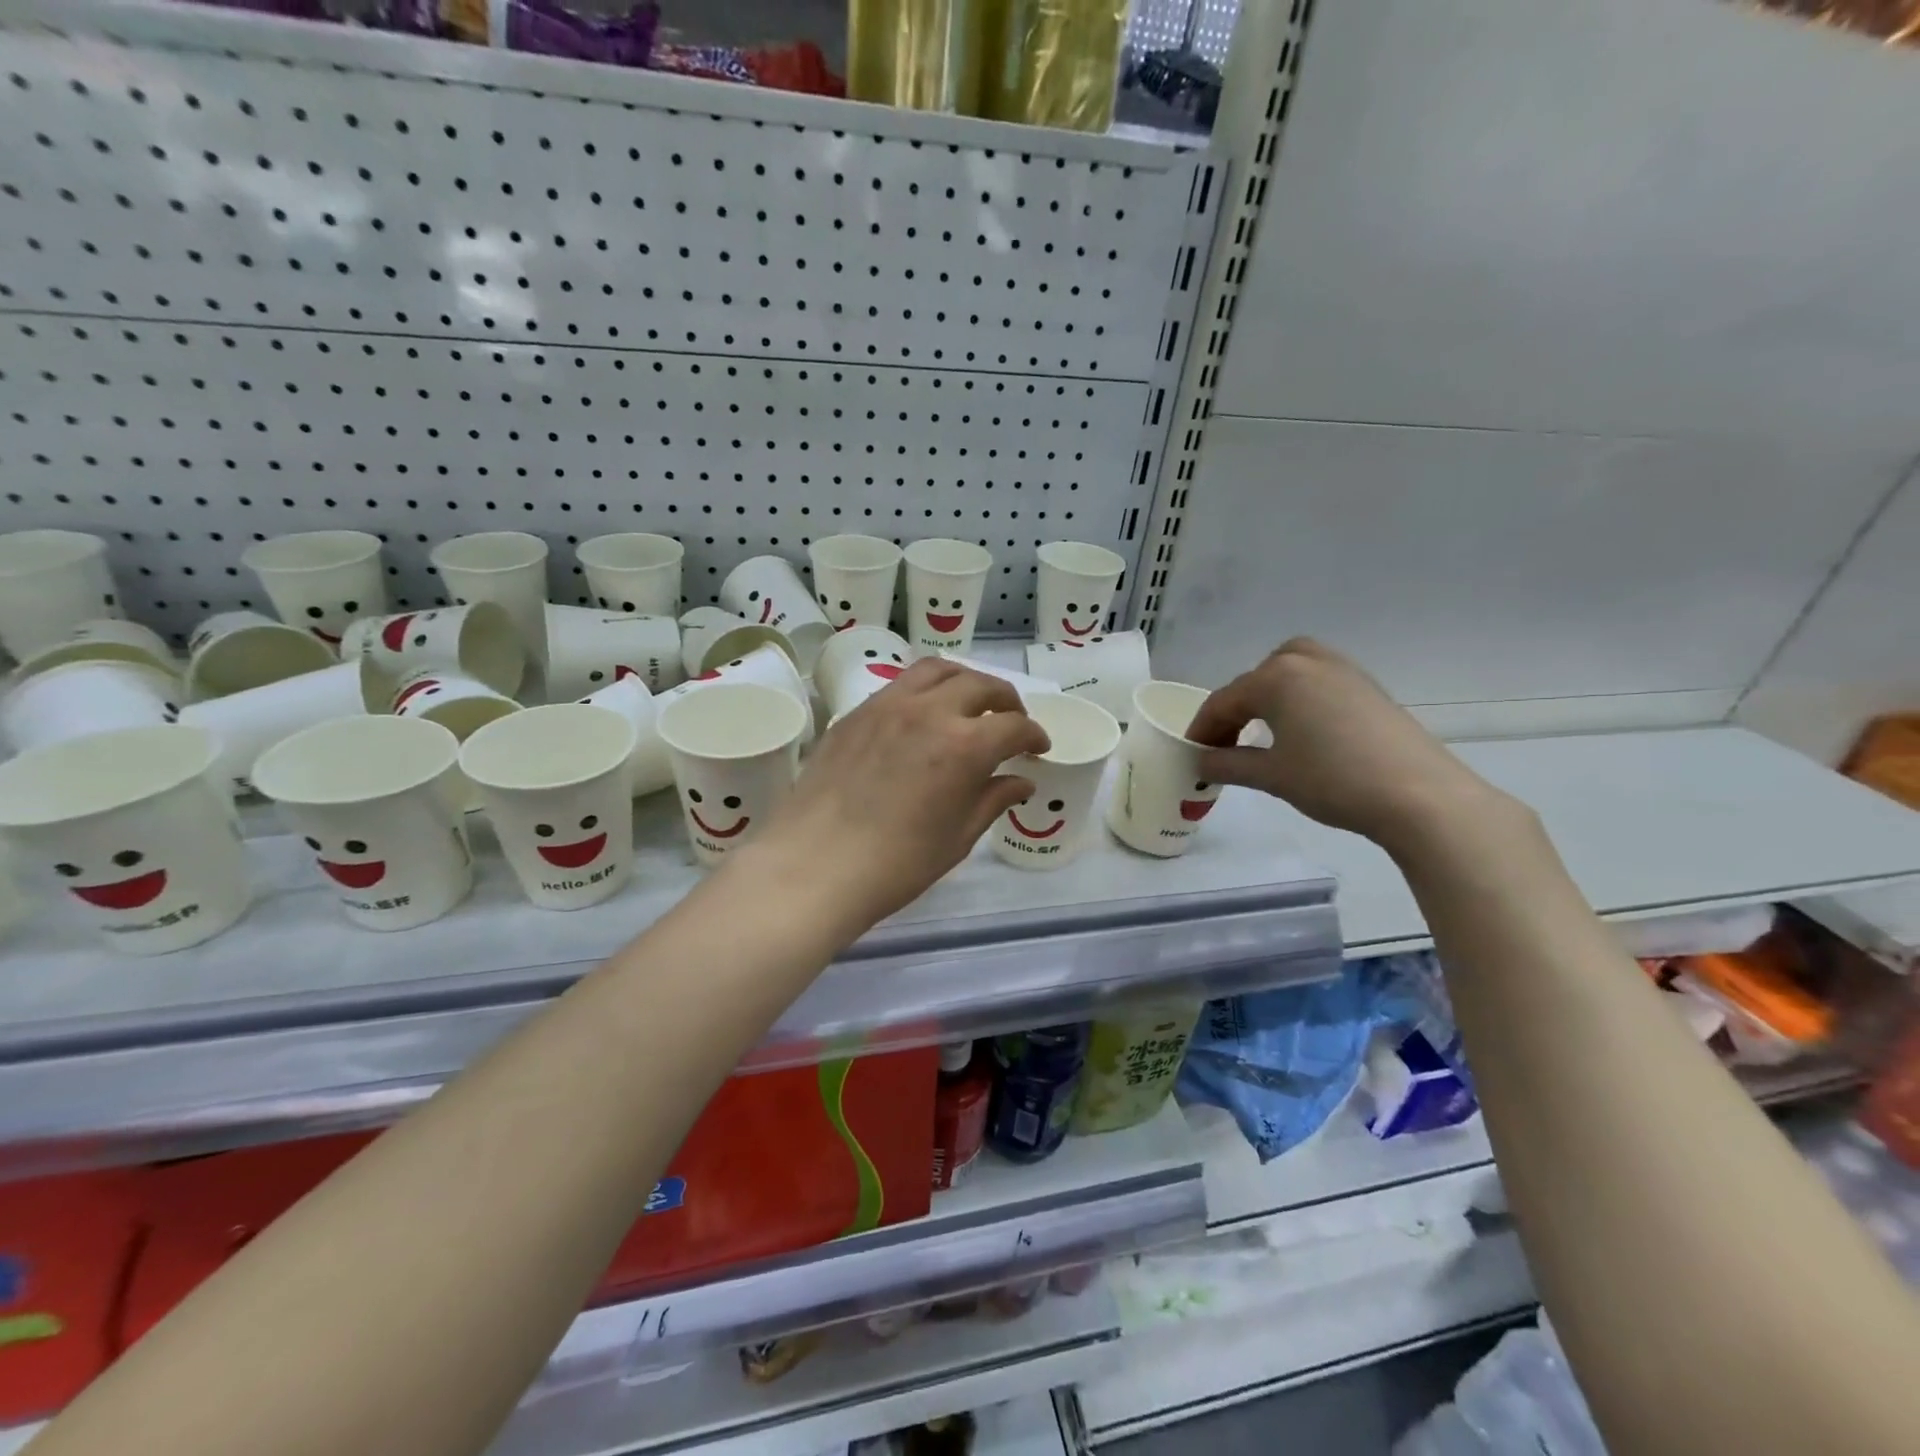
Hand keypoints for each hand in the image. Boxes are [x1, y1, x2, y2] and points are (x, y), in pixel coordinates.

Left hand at [748, 659, 1050, 930]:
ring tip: (970, 702)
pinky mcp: (857, 712)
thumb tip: (1021, 781)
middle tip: (1011, 722)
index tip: (1038, 749)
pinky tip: (924, 714)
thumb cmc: (896, 863)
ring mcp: (888, 705)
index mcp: (965, 745)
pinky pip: (901, 684)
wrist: (815, 864)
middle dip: (1006, 701)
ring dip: (965, 680)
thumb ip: (993, 799)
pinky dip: (926, 689)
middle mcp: (930, 711)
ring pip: (938, 670)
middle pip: (980, 685)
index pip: (1014, 726)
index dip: (1034, 736)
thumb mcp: (957, 836)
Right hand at [1187, 638, 1506, 851]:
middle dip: (1235, 708)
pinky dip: (1298, 697)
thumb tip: (1201, 761)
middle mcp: (1306, 661)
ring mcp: (1342, 669)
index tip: (1191, 754)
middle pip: (1255, 679)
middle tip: (1227, 743)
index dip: (1202, 729)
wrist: (1419, 795)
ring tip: (1262, 732)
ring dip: (1267, 697)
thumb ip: (1228, 763)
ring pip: (1288, 672)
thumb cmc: (1333, 780)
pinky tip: (1303, 730)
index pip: (1223, 701)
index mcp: (1275, 677)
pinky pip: (1317, 680)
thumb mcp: (1271, 776)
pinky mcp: (1367, 686)